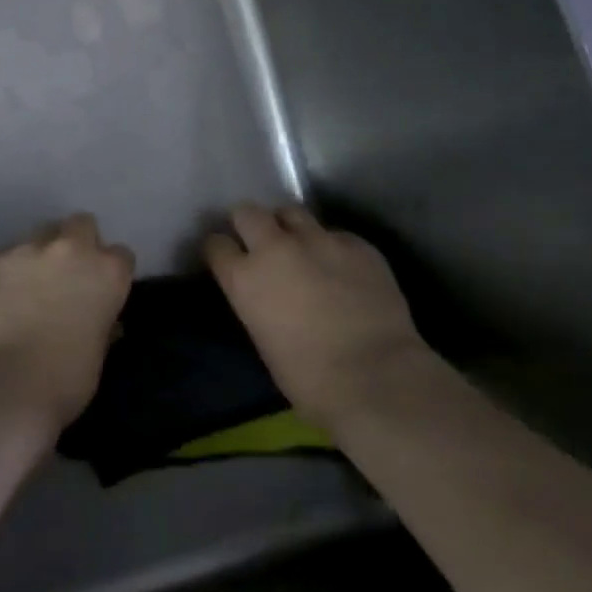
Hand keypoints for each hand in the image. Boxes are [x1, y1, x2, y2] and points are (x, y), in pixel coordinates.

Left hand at [0, 214, 134, 431]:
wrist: (5, 387)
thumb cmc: (65, 380)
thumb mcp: (99, 353)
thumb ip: (102, 323)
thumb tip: (100, 318)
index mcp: (108, 272)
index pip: (120, 255)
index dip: (110, 272)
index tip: (101, 290)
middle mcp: (71, 249)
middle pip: (81, 225)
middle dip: (78, 242)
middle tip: (67, 274)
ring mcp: (28, 250)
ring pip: (40, 236)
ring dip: (41, 255)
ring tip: (28, 286)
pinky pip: (7, 256)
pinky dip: (8, 272)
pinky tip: (0, 298)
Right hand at [205, 204, 425, 429]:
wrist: (376, 378)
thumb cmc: (309, 378)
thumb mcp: (263, 338)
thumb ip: (257, 302)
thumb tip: (266, 293)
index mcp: (244, 278)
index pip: (216, 244)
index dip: (221, 250)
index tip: (228, 258)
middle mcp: (275, 248)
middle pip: (248, 213)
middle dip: (250, 223)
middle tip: (260, 241)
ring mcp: (318, 240)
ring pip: (292, 212)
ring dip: (290, 226)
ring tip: (301, 246)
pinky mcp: (357, 244)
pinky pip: (336, 235)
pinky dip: (333, 247)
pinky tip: (344, 269)